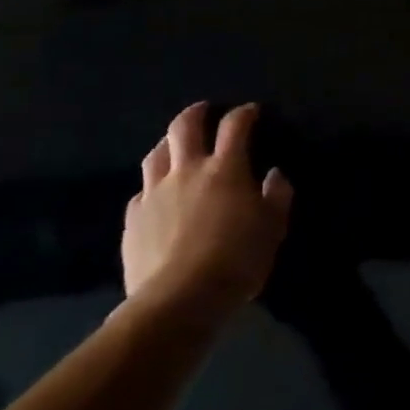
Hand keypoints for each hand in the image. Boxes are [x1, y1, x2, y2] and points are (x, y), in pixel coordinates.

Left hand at [122, 102, 291, 320]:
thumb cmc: (236, 260)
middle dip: (196, 113)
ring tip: (176, 146)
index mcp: (226, 169)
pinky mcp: (133, 219)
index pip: (235, 126)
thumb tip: (274, 174)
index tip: (251, 111)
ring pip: (156, 154)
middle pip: (185, 127)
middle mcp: (188, 171)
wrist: (179, 299)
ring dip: (169, 143)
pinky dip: (152, 184)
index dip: (244, 114)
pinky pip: (141, 191)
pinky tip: (157, 194)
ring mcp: (155, 193)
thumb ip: (277, 196)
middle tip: (205, 111)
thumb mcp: (273, 228)